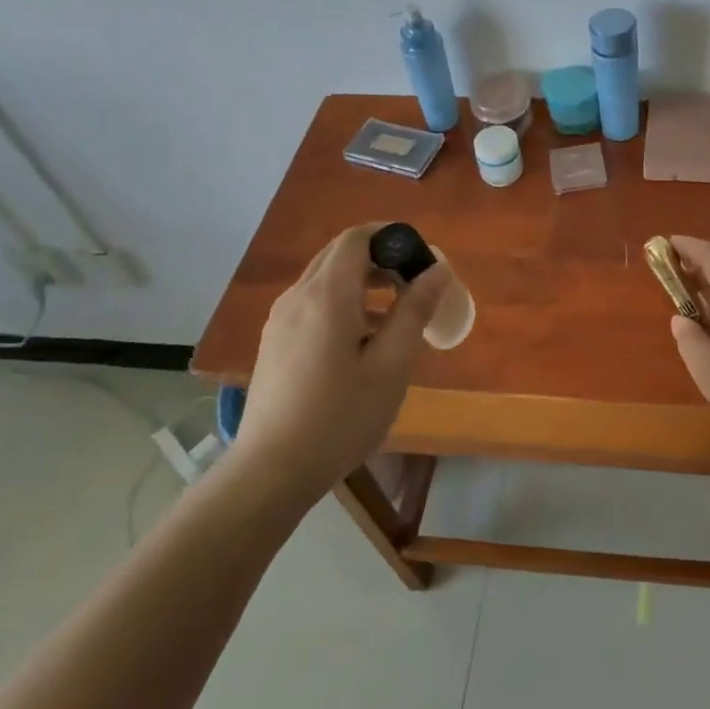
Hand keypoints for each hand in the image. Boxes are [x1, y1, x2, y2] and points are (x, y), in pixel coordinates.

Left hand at [226, 224, 450, 504]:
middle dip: (380, 258)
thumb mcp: (390, 365)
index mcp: (327, 295)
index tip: (420, 258)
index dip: (391, 237)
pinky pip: (312, 303)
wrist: (271, 471)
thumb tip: (438, 269)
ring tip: (395, 316)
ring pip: (325, 279)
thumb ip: (414, 311)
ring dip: (362, 282)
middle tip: (414, 285)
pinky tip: (362, 342)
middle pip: (340, 254)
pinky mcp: (274, 341)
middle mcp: (298, 296)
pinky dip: (343, 303)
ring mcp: (280, 319)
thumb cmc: (340, 417)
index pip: (356, 238)